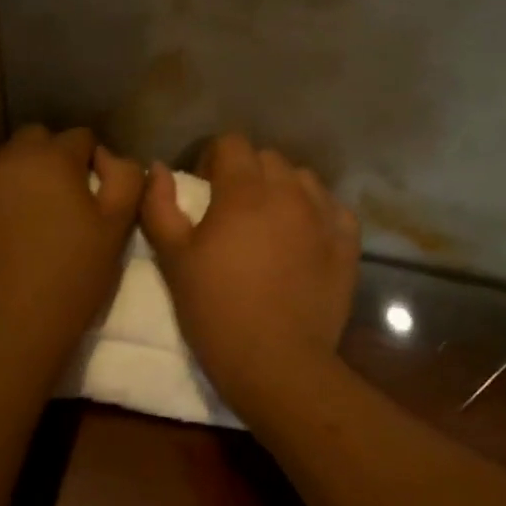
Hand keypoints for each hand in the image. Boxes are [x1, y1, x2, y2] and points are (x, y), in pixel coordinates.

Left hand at [0, 126, 141, 374]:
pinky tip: (1, 234)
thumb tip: (110, 158)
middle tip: (61, 201)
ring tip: (27, 212)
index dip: (92, 162)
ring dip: (16, 174)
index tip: (94, 194)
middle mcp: (6, 160)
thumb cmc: (73, 277)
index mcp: (50, 157)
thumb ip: (124, 178)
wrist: (12, 326)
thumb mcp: (116, 227)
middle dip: (51, 160)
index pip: (79, 138)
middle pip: (34, 141)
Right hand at [141, 133, 359, 418]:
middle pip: (267, 158)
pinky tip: (302, 236)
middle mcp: (289, 192)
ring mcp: (324, 216)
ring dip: (282, 189)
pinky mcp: (347, 243)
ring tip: (269, 222)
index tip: (203, 187)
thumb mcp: (173, 260)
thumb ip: (159, 207)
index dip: (212, 159)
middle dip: (246, 173)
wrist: (275, 361)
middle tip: (231, 209)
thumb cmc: (215, 310)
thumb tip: (158, 169)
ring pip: (302, 179)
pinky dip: (314, 211)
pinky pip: (332, 207)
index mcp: (244, 191)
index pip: (231, 143)